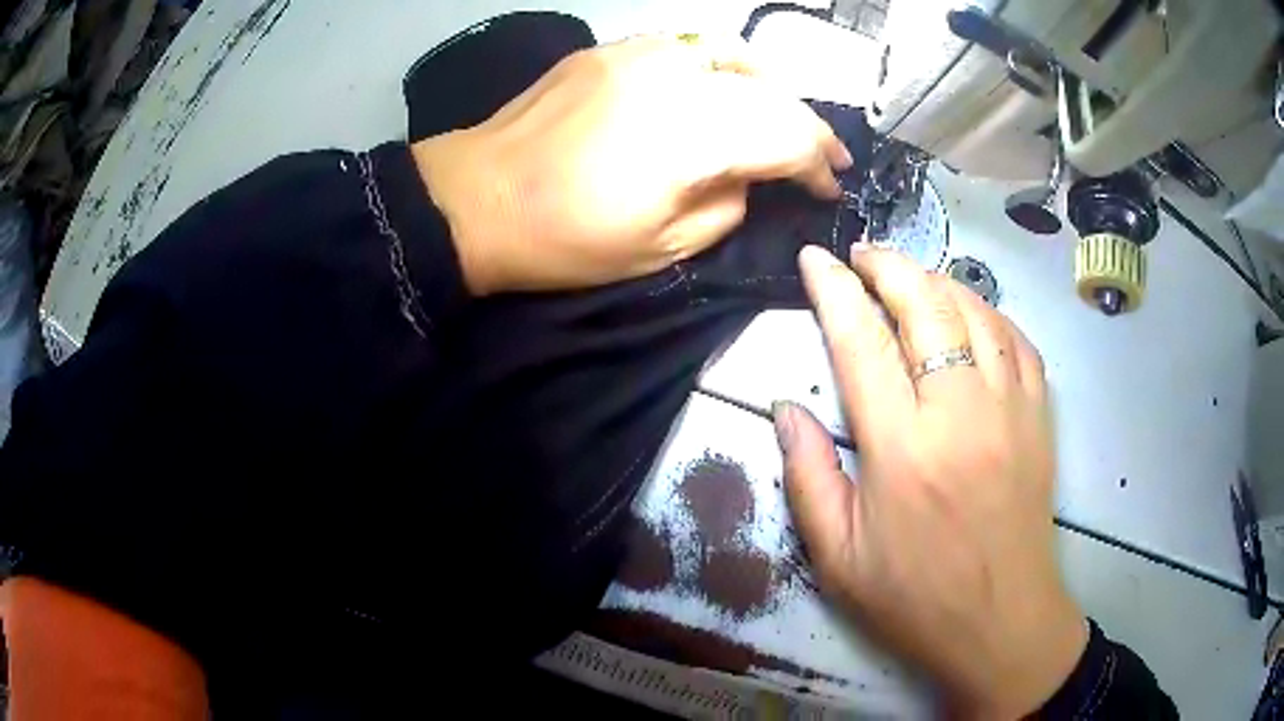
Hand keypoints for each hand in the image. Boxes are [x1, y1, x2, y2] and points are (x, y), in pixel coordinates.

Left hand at [411, 35, 852, 294]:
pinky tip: (725, 85)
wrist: (476, 198)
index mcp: (691, 137)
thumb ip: (727, 205)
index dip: (817, 165)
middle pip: (771, 92)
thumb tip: (751, 176)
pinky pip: (689, 46)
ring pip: (736, 56)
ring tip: (783, 116)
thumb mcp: (663, 248)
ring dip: (772, 88)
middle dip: (807, 128)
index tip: (829, 188)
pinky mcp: (613, 48)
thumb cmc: (565, 239)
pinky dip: (723, 65)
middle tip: (823, 158)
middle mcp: (677, 79)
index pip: (787, 136)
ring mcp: (641, 54)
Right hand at [775, 246, 1086, 717]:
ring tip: (911, 277)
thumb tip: (786, 409)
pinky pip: (1018, 339)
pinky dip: (989, 311)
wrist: (1002, 624)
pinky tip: (971, 314)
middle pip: (926, 306)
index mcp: (903, 450)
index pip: (861, 342)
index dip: (834, 290)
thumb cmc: (916, 598)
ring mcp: (1011, 409)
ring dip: (938, 280)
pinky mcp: (1040, 418)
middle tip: (864, 254)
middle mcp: (961, 413)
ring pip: (976, 310)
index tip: (814, 259)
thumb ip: (808, 477)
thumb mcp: (838, 558)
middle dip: (889, 266)